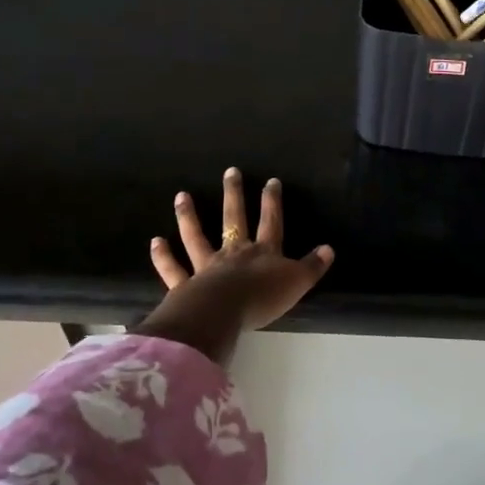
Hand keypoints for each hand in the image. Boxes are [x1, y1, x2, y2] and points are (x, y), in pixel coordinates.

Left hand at [138, 168, 334, 363]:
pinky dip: (163, 256)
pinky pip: (173, 269)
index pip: (271, 222)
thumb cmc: (263, 298)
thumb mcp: (297, 282)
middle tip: (230, 172)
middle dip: (233, 195)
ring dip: (189, 216)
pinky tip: (156, 241)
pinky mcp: (185, 285)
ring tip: (181, 195)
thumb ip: (312, 266)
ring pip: (197, 237)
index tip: (271, 181)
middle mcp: (234, 252)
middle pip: (234, 219)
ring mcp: (206, 266)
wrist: (223, 313)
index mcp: (263, 252)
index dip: (272, 202)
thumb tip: (329, 248)